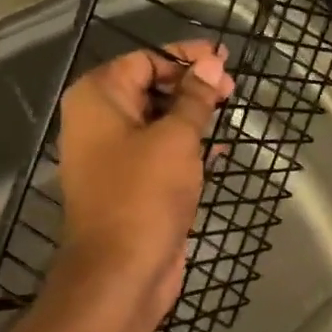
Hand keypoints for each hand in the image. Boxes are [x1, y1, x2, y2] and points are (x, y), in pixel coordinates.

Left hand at [53, 39, 235, 331]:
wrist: (121, 273)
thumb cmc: (144, 194)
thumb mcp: (176, 138)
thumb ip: (195, 98)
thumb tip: (212, 64)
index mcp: (98, 98)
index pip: (145, 60)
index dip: (185, 58)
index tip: (224, 61)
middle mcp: (99, 121)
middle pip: (150, 87)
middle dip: (191, 86)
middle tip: (232, 90)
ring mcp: (113, 155)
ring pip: (158, 121)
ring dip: (192, 116)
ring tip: (230, 112)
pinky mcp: (132, 183)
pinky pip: (160, 151)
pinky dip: (187, 146)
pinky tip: (219, 149)